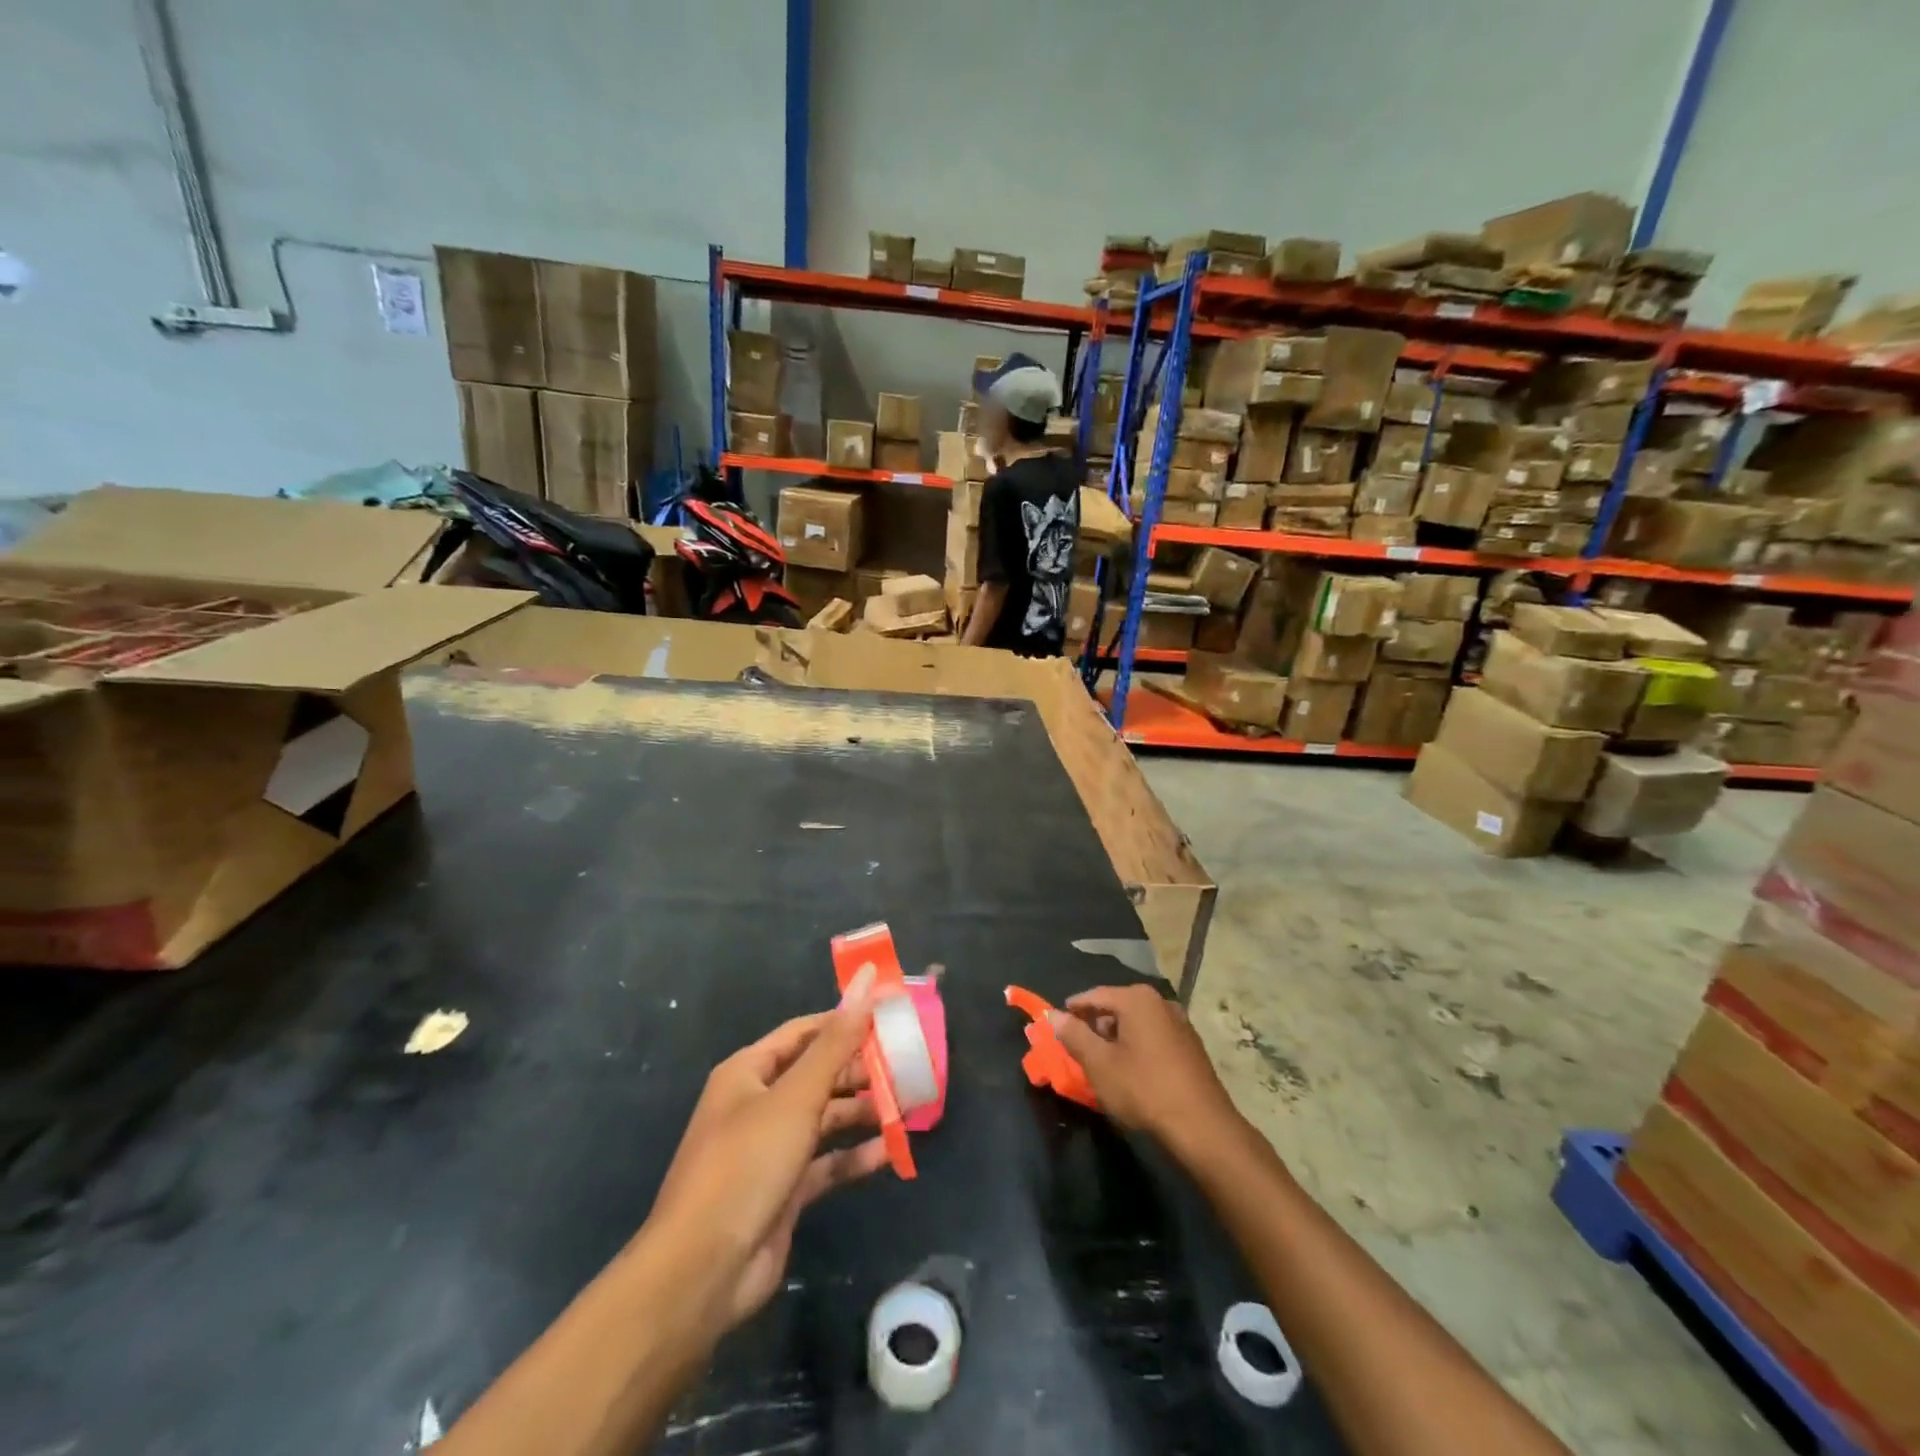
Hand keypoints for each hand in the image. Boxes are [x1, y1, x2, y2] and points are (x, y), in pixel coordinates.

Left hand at [644, 968, 888, 1335]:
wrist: (702, 1272)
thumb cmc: (747, 1164)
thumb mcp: (796, 1096)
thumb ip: (837, 1041)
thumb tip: (867, 978)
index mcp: (749, 1072)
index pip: (805, 1032)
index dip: (845, 1022)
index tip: (889, 1017)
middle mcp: (758, 1104)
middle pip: (817, 1075)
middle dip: (860, 1071)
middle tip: (907, 1067)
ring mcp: (770, 1149)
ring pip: (825, 1118)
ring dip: (862, 1113)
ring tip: (908, 1106)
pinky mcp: (784, 1190)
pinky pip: (826, 1163)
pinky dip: (854, 1156)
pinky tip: (890, 1151)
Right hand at [1050, 985, 1245, 1161]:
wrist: (1202, 1127)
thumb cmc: (1144, 1089)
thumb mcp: (1099, 1064)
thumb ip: (1073, 1035)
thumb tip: (1053, 1014)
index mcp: (1137, 999)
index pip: (1094, 995)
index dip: (1072, 1010)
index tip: (1057, 1025)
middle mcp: (1160, 1002)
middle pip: (1117, 1006)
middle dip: (1095, 1024)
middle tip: (1078, 1047)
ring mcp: (1180, 1022)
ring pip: (1136, 1022)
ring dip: (1117, 1037)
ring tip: (1102, 1061)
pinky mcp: (1191, 1045)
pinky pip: (1154, 1036)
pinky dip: (1137, 1046)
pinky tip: (1132, 1070)